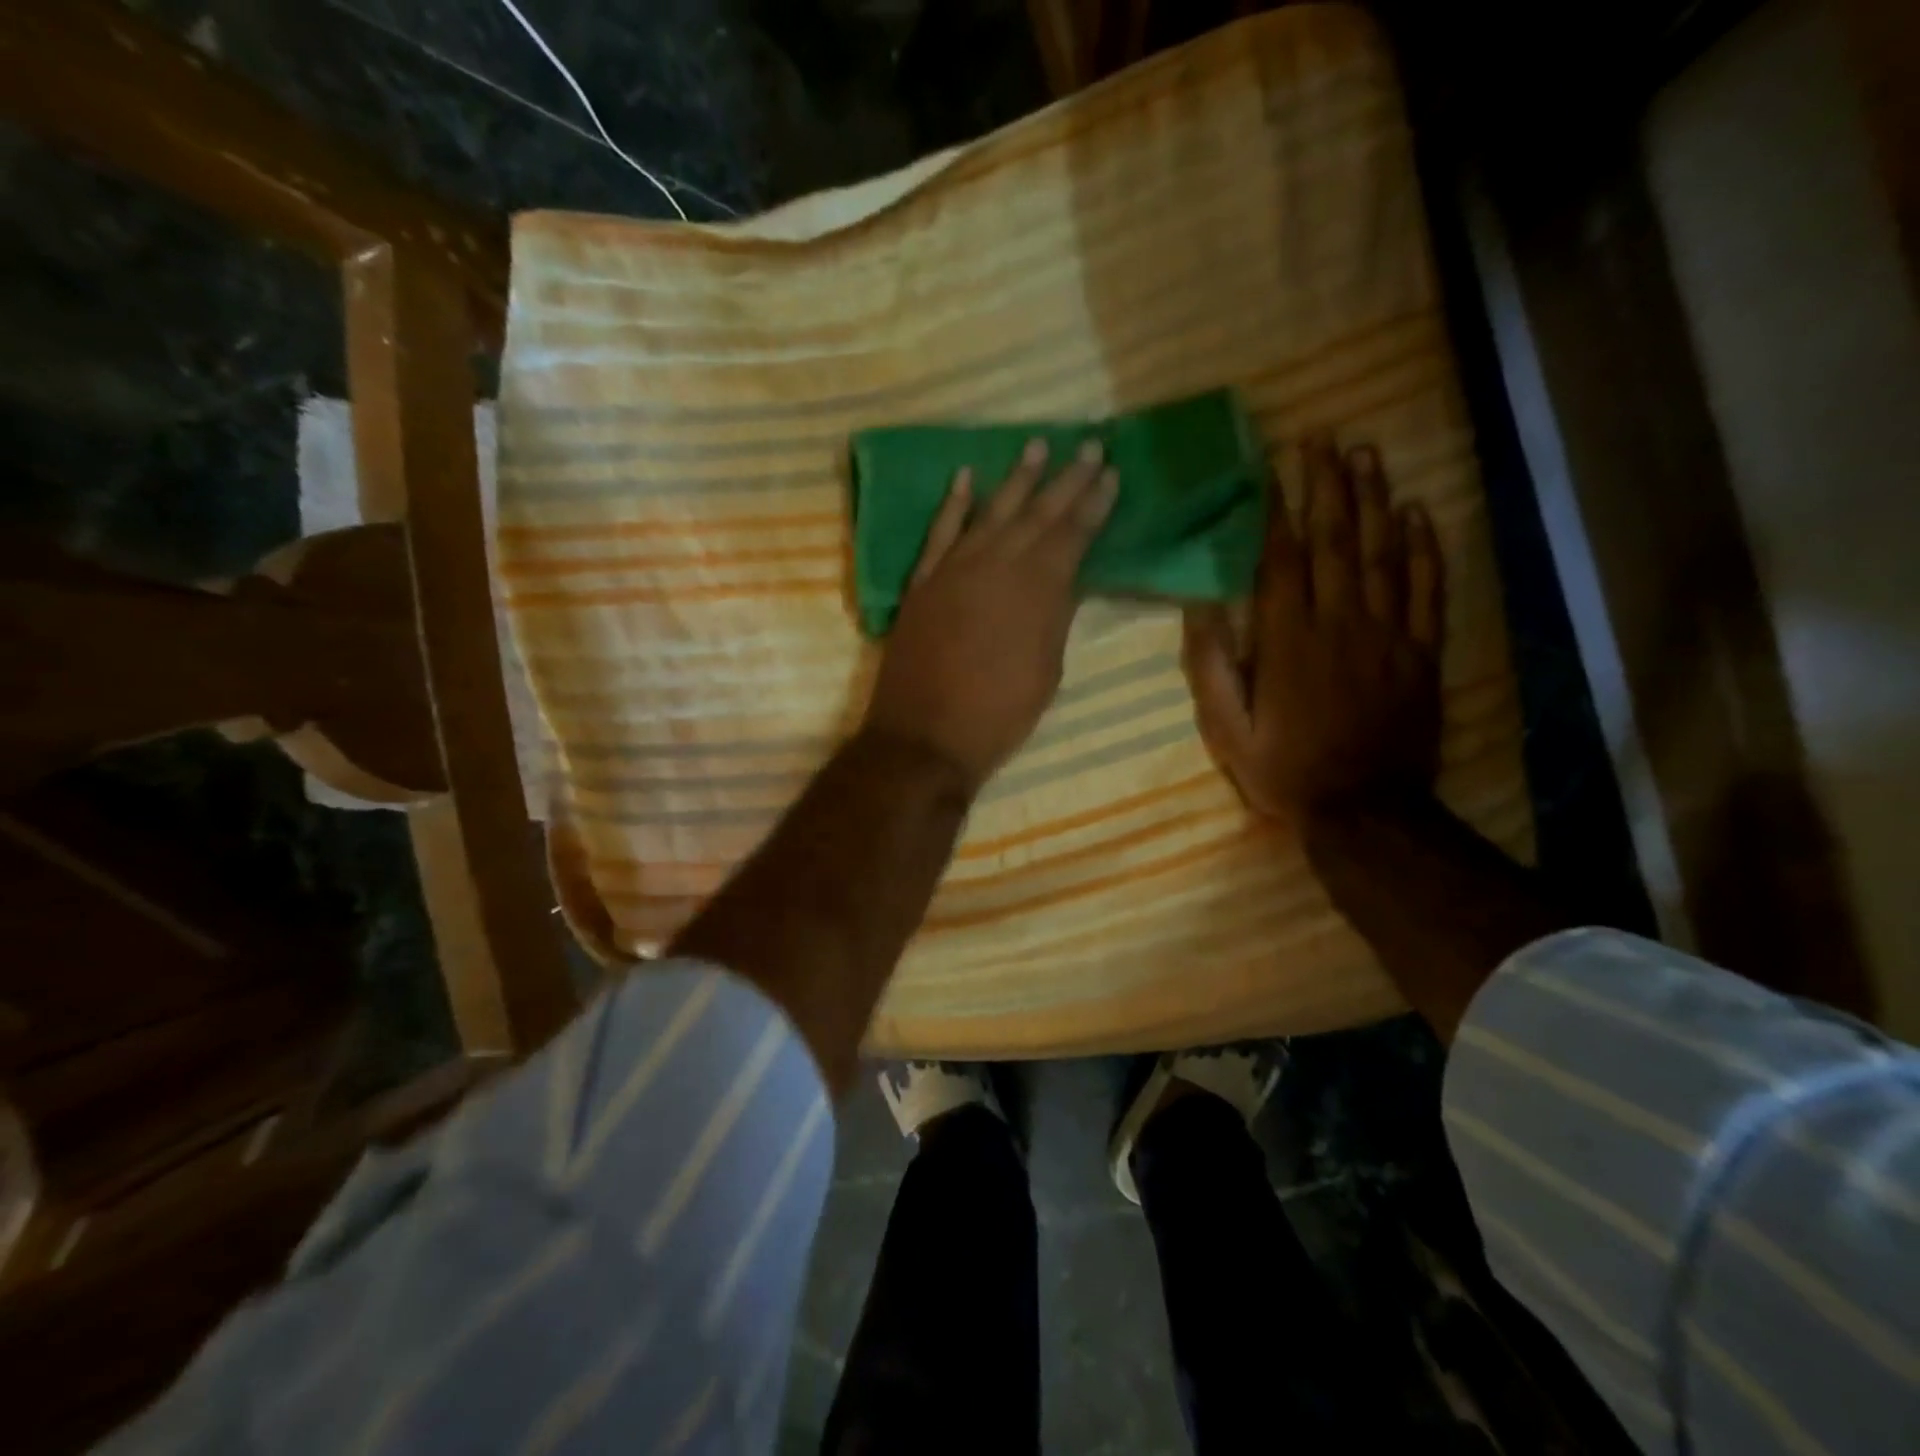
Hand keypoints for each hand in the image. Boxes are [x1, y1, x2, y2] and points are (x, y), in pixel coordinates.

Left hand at [864, 438, 1118, 793]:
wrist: (925, 737)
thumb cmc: (998, 715)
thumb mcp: (1046, 670)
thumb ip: (1056, 617)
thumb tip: (1067, 579)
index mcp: (1037, 591)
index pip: (1072, 535)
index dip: (1093, 504)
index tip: (1110, 473)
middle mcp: (996, 566)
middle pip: (1037, 514)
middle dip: (1066, 480)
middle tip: (1087, 445)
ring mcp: (954, 570)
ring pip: (990, 513)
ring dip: (1015, 479)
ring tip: (1036, 446)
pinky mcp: (922, 583)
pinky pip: (939, 533)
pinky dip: (953, 505)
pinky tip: (965, 478)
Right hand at [1183, 434, 1442, 820]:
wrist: (1365, 810)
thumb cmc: (1285, 770)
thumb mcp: (1227, 728)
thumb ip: (1212, 665)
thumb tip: (1200, 604)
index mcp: (1288, 641)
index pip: (1282, 559)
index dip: (1276, 508)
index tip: (1271, 466)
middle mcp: (1340, 624)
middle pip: (1334, 540)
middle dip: (1326, 484)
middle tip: (1323, 437)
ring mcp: (1388, 634)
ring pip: (1382, 552)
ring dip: (1374, 499)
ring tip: (1365, 454)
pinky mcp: (1421, 652)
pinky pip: (1426, 588)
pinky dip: (1424, 547)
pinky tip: (1418, 512)